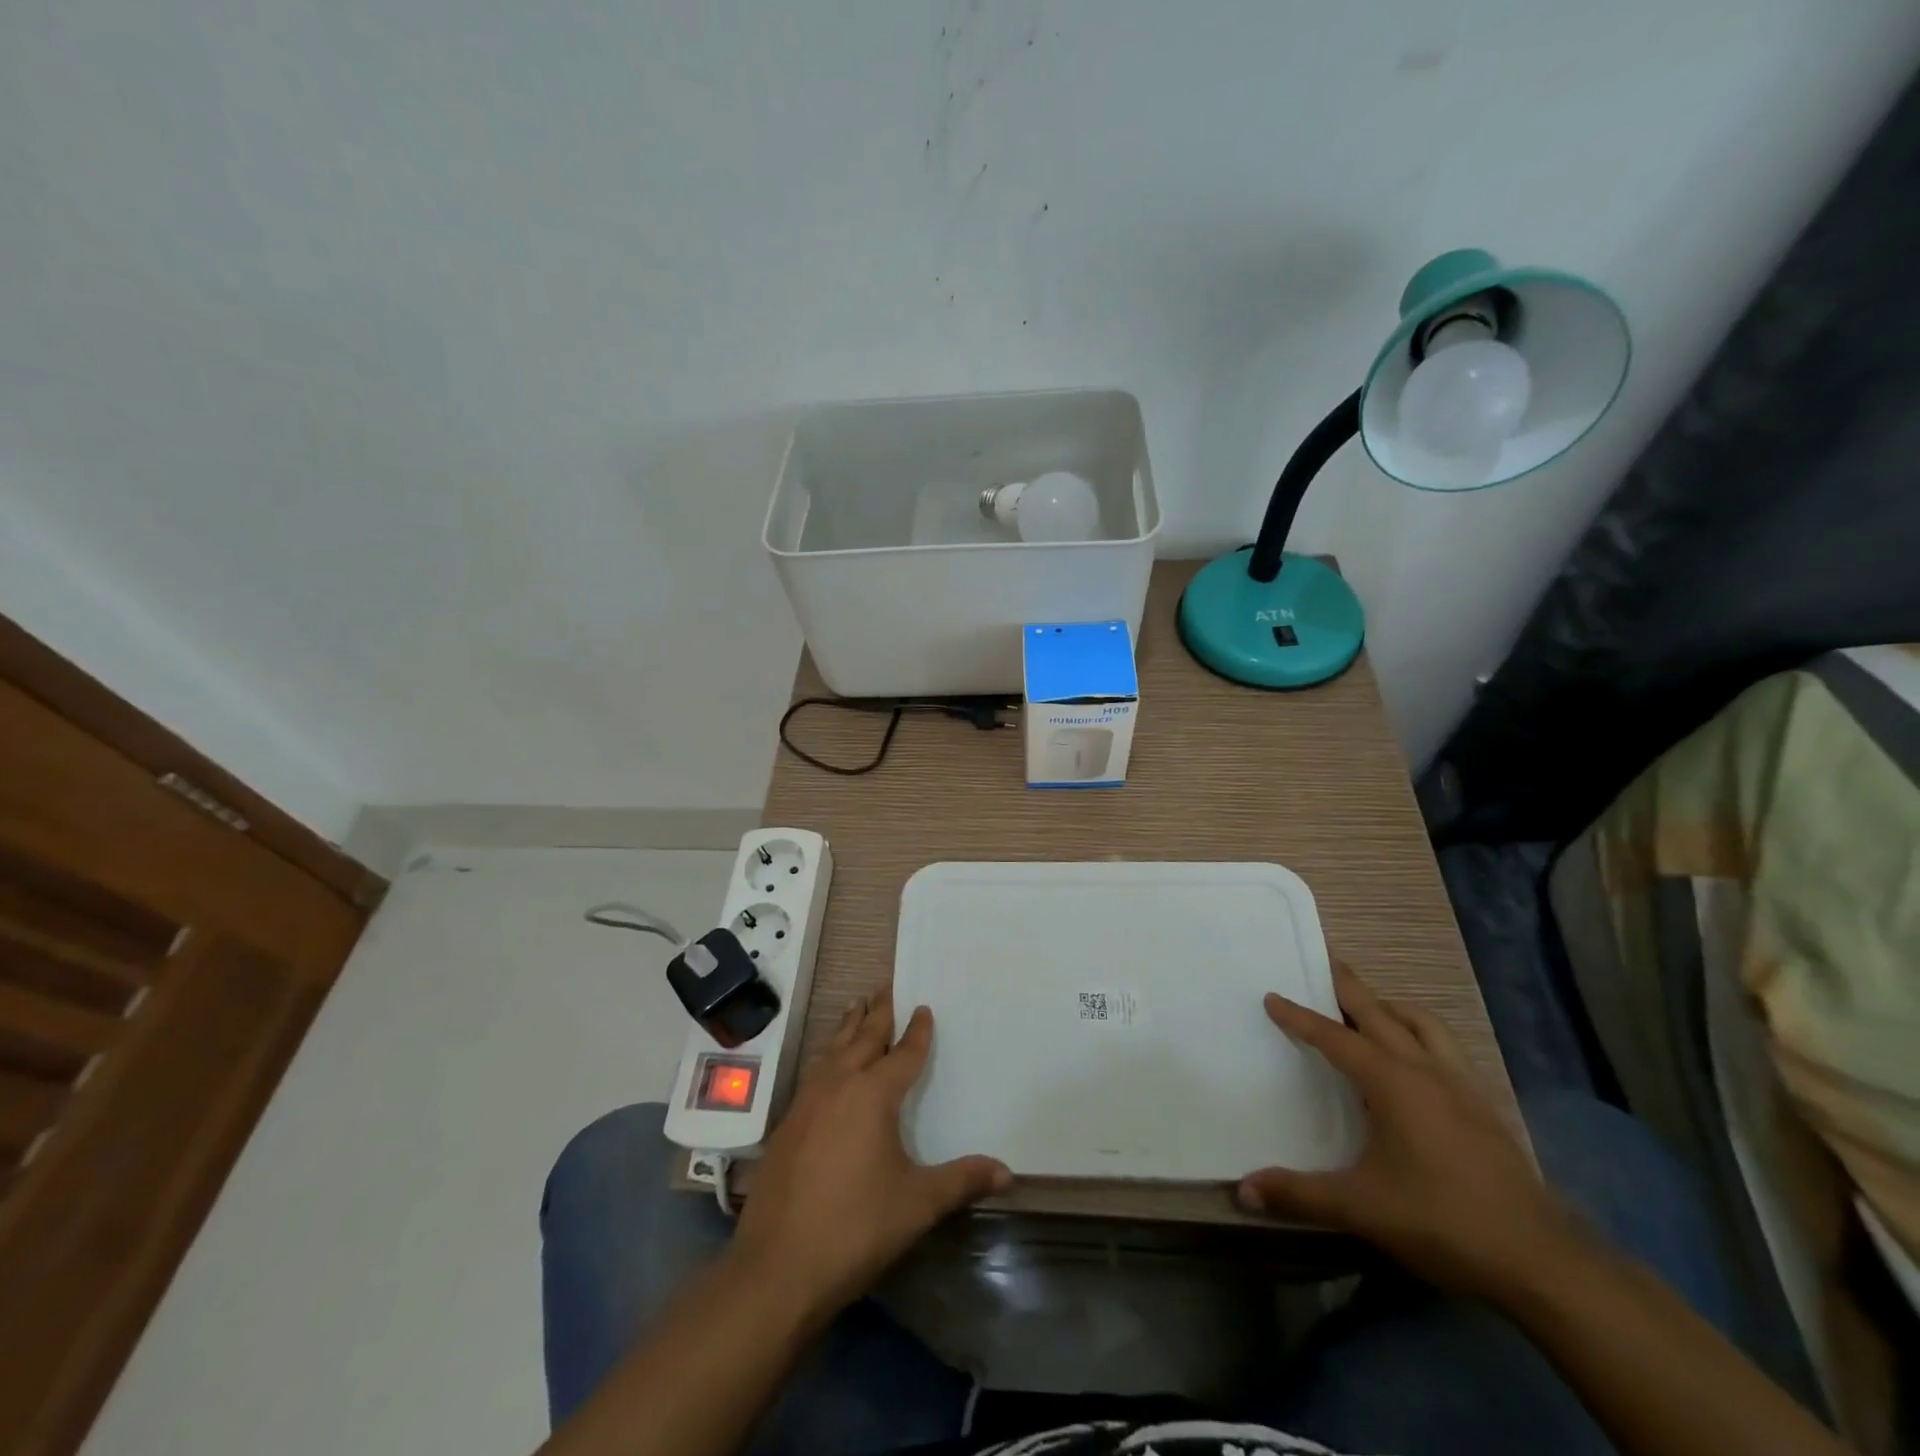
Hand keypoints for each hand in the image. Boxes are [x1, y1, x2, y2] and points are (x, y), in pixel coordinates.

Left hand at [729, 993, 1010, 1319]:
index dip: (917, 1032)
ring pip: (832, 1050)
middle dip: (878, 1012)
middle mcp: (839, 1086)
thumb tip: (1008, 1172)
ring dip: (848, 1027)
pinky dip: (827, 1056)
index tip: (923, 1007)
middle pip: (862, 1038)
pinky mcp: (787, 1125)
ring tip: (856, 1006)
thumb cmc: (855, 1228)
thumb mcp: (917, 1204)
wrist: (777, 1268)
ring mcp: (807, 1103)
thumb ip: (962, 1181)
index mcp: (873, 1095)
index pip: (903, 1054)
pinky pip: (814, 1073)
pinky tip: (827, 1066)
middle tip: (886, 986)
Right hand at [1238, 961, 1587, 1300]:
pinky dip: (1420, 1036)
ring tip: (1369, 1008)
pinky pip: (1446, 1049)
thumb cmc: (1444, 1222)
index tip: (1272, 996)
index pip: (1335, 1038)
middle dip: (1349, 987)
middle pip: (1380, 1013)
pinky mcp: (1485, 1108)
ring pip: (1423, 1024)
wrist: (1542, 1263)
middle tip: (1325, 963)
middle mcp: (1427, 1071)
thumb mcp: (1362, 1209)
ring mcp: (1462, 1087)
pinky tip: (1415, 1063)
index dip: (1300, 1017)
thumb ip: (1299, 1194)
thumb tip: (1242, 1190)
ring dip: (1391, 1008)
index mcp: (1393, 1083)